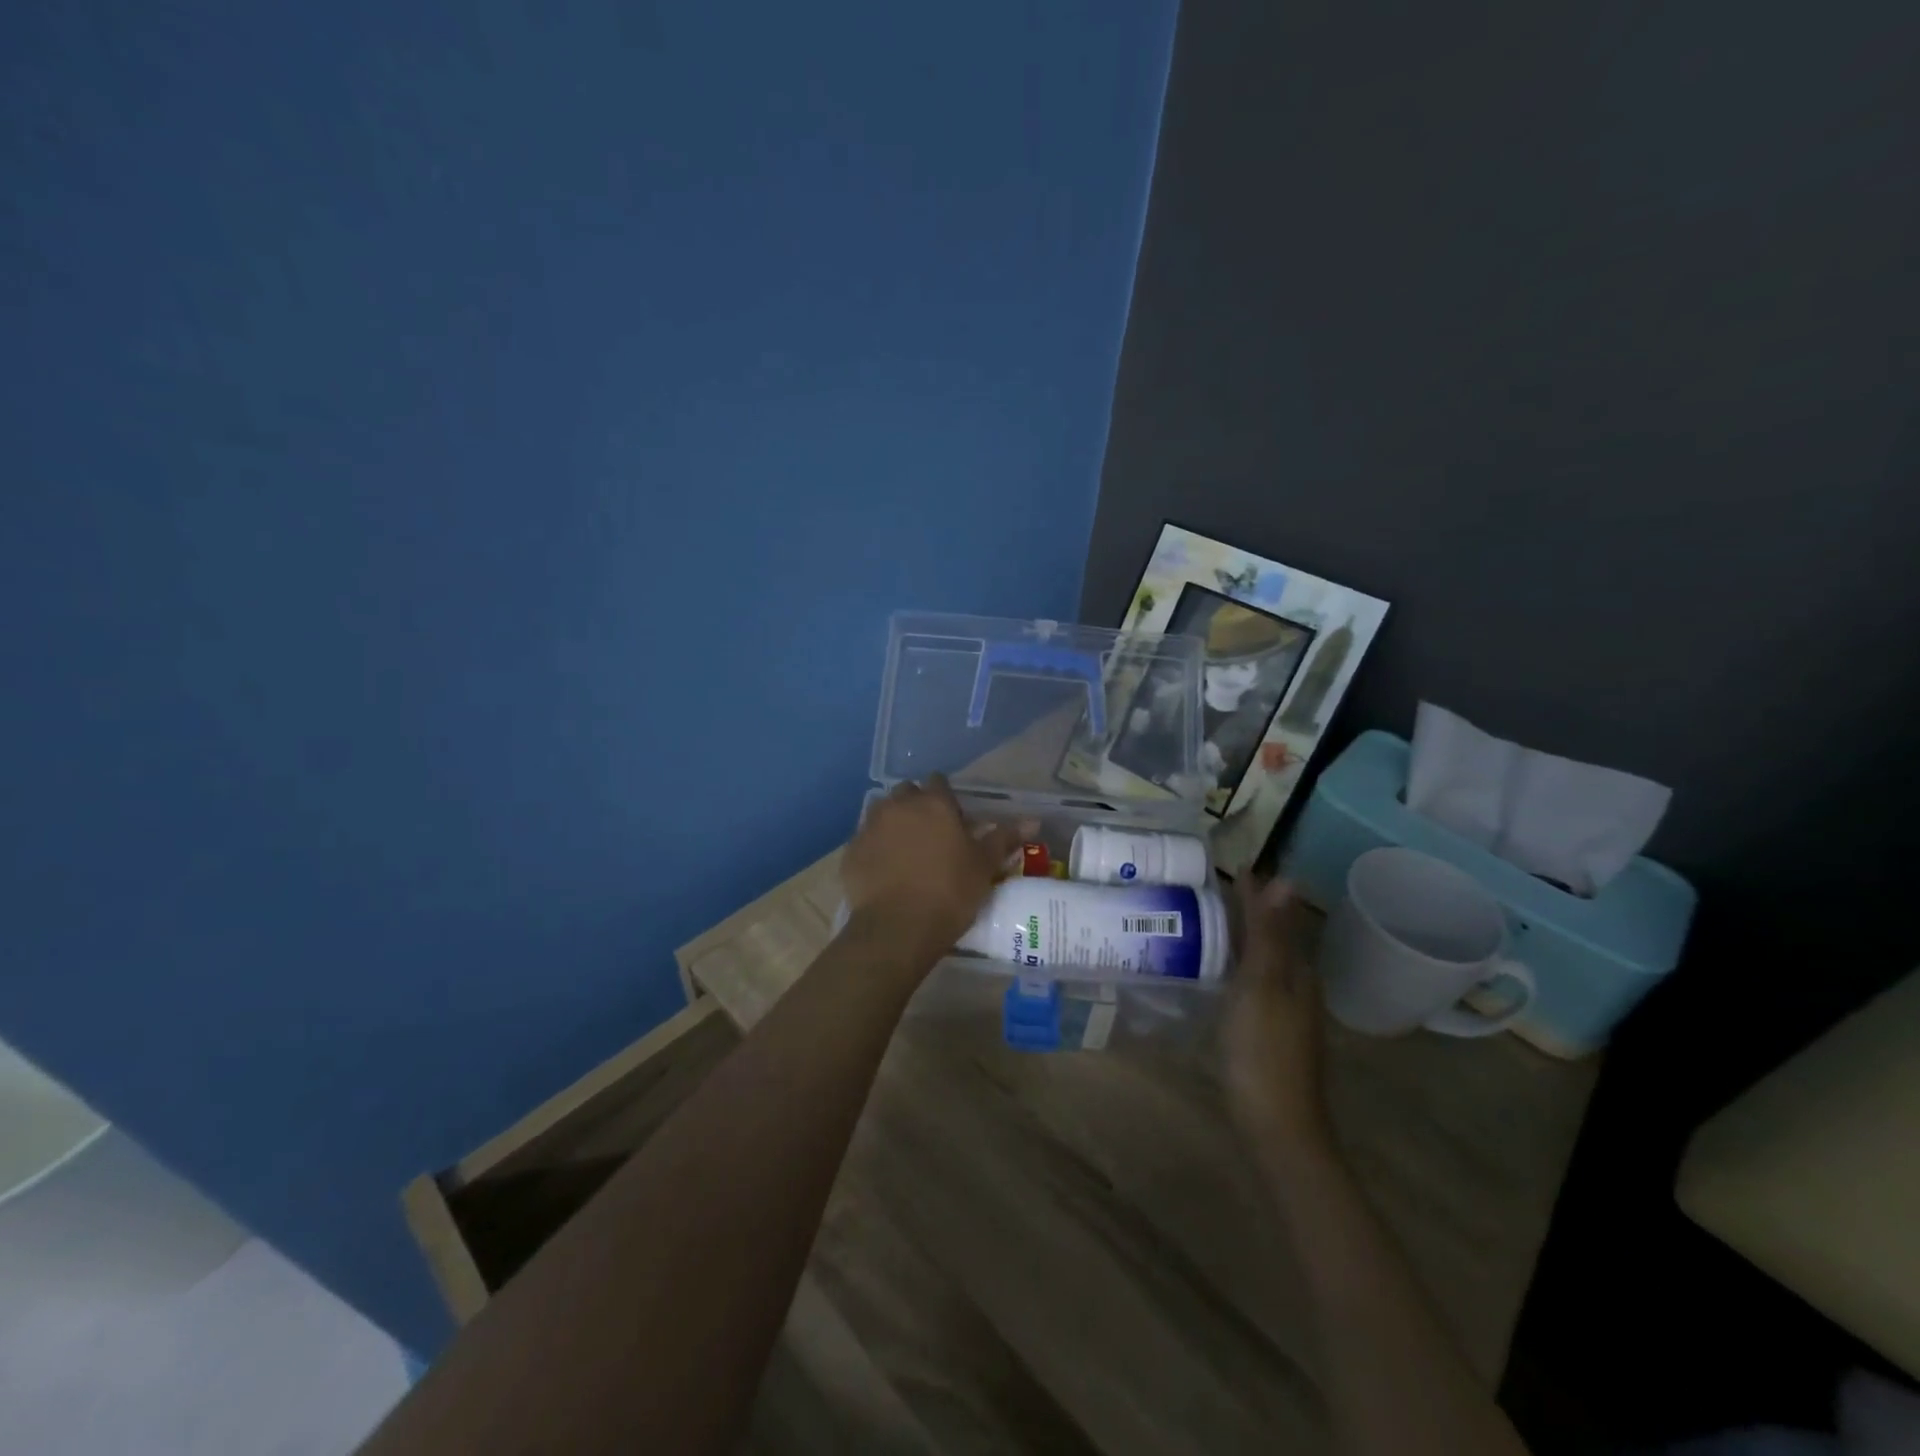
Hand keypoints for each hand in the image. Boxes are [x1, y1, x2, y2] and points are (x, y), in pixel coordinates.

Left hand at [841, 776, 1019, 967]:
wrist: (897, 929)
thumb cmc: (950, 893)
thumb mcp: (984, 866)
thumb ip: (1005, 838)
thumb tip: (1033, 820)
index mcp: (933, 803)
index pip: (939, 782)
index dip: (947, 797)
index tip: (955, 819)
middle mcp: (898, 805)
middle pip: (908, 793)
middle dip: (918, 806)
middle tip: (932, 835)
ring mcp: (870, 826)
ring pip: (883, 813)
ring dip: (894, 824)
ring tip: (907, 853)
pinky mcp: (850, 851)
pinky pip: (866, 840)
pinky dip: (876, 849)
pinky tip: (885, 872)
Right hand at [1224, 877, 1336, 1159]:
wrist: (1275, 1126)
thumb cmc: (1263, 1049)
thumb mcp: (1262, 985)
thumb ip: (1269, 934)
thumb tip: (1284, 879)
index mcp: (1295, 971)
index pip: (1273, 917)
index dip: (1253, 893)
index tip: (1232, 865)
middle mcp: (1294, 987)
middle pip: (1268, 939)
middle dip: (1245, 912)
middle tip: (1207, 888)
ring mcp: (1282, 1013)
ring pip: (1259, 962)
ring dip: (1237, 939)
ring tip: (1202, 922)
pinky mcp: (1265, 1034)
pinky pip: (1249, 984)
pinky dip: (1232, 967)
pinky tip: (1210, 973)